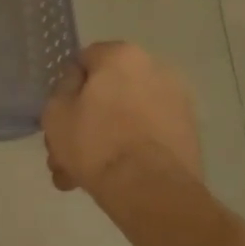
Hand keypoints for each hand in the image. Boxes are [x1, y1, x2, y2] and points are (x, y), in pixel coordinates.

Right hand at [42, 41, 203, 198]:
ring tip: (82, 177)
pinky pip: (147, 135)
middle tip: (66, 155)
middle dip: (84, 124)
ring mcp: (177, 103)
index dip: (67, 90)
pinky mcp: (189, 134)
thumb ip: (62, 91)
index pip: (84, 61)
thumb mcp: (55, 112)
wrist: (151, 190)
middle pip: (107, 93)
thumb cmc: (96, 142)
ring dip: (104, 141)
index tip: (60, 116)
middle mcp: (155, 69)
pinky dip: (130, 150)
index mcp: (122, 55)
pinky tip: (110, 180)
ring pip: (125, 118)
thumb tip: (78, 88)